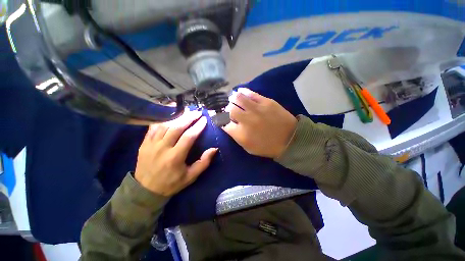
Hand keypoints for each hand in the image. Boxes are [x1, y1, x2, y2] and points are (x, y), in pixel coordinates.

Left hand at [135, 111, 217, 195]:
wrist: (145, 190)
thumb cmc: (171, 183)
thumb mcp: (191, 177)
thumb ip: (203, 162)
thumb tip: (214, 149)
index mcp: (175, 157)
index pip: (189, 136)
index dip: (198, 126)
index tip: (204, 119)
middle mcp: (162, 148)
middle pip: (177, 127)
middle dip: (189, 117)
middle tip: (197, 112)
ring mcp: (151, 144)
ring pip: (165, 125)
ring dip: (177, 116)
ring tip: (186, 111)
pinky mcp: (144, 143)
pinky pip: (153, 127)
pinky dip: (162, 119)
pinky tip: (169, 115)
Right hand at [223, 88, 296, 157]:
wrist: (290, 140)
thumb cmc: (267, 146)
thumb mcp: (248, 147)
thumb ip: (236, 136)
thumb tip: (227, 124)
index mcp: (241, 134)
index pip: (224, 123)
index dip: (220, 120)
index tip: (221, 118)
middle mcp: (246, 120)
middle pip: (229, 110)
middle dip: (226, 109)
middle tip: (228, 109)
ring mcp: (256, 109)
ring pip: (238, 98)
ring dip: (232, 98)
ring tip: (232, 98)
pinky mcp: (266, 102)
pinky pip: (251, 93)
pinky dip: (243, 92)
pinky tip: (240, 92)